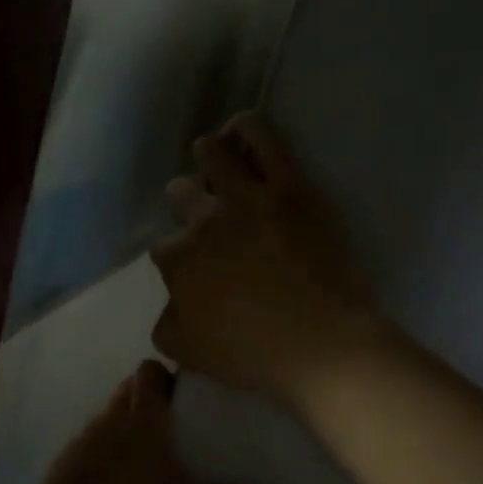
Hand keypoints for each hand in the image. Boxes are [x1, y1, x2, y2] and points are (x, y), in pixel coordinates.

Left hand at [14, 361, 276, 483]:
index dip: (165, 377)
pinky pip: (89, 440)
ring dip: (126, 422)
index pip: (148, 373)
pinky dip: (105, 447)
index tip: (185, 398)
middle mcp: (107, 423)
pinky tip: (116, 480)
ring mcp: (80, 442)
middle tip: (175, 428)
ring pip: (107, 414)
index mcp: (140, 426)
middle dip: (148, 397)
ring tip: (149, 456)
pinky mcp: (62, 463)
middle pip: (127, 389)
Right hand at [151, 112, 378, 406]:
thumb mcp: (186, 352)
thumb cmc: (250, 355)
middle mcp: (202, 220)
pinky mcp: (289, 186)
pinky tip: (241, 132)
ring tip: (218, 162)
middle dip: (186, 202)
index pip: (162, 247)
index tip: (192, 268)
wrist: (320, 345)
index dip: (175, 256)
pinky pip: (261, 137)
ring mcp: (245, 198)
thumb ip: (167, 323)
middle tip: (207, 218)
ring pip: (212, 152)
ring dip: (209, 155)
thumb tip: (171, 305)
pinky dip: (246, 128)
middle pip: (181, 193)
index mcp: (177, 260)